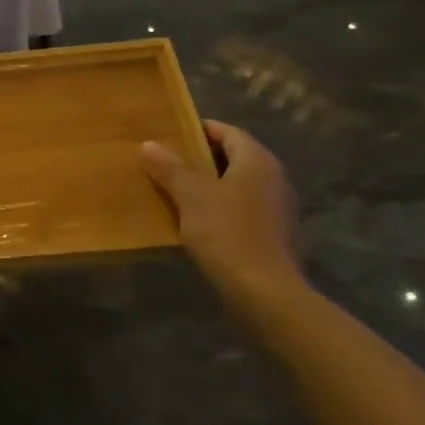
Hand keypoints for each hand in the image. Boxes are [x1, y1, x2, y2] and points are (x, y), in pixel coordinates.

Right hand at [142, 122, 306, 316]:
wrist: (264, 294)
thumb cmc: (227, 234)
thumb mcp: (191, 196)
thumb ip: (170, 167)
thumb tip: (149, 144)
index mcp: (256, 160)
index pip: (225, 131)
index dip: (196, 130)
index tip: (166, 135)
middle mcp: (272, 177)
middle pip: (230, 156)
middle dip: (197, 158)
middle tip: (162, 162)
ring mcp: (275, 207)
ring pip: (234, 184)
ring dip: (205, 184)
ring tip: (171, 190)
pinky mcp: (272, 233)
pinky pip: (239, 207)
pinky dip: (217, 207)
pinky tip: (193, 220)